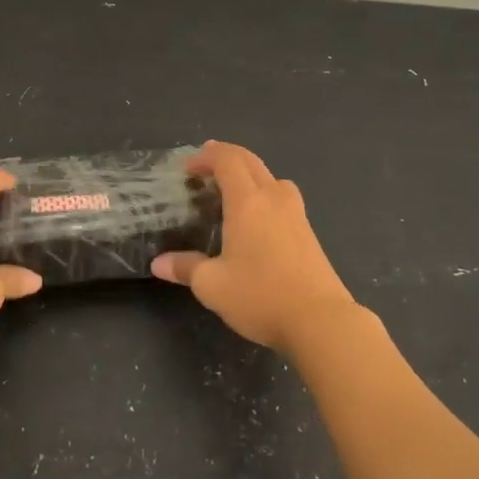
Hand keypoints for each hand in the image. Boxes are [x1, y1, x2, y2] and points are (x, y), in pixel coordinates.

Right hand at [150, 141, 360, 354]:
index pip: (227, 160)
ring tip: (233, 190)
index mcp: (247, 202)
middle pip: (251, 161)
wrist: (320, 321)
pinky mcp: (309, 233)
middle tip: (205, 166)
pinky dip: (265, 194)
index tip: (187, 169)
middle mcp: (273, 198)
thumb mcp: (212, 285)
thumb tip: (159, 263)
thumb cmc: (261, 296)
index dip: (206, 157)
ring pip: (272, 178)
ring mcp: (296, 214)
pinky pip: (284, 198)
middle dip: (226, 157)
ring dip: (249, 174)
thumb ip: (185, 268)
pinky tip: (258, 220)